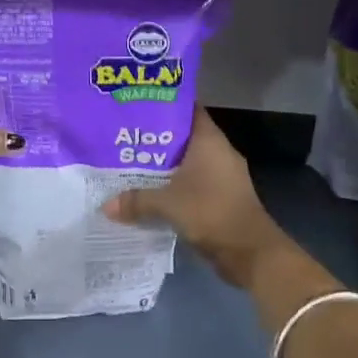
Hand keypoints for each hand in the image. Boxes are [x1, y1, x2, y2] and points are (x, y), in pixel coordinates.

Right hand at [102, 108, 288, 289]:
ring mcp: (223, 176)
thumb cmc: (210, 212)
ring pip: (188, 162)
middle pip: (184, 136)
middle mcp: (218, 152)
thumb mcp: (167, 204)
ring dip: (164, 165)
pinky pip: (193, 183)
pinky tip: (152, 193)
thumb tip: (106, 205)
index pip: (188, 109)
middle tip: (125, 137)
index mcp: (209, 140)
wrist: (250, 252)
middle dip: (156, 138)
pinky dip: (175, 186)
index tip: (138, 106)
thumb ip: (136, 200)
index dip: (164, 105)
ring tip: (132, 164)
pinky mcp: (222, 197)